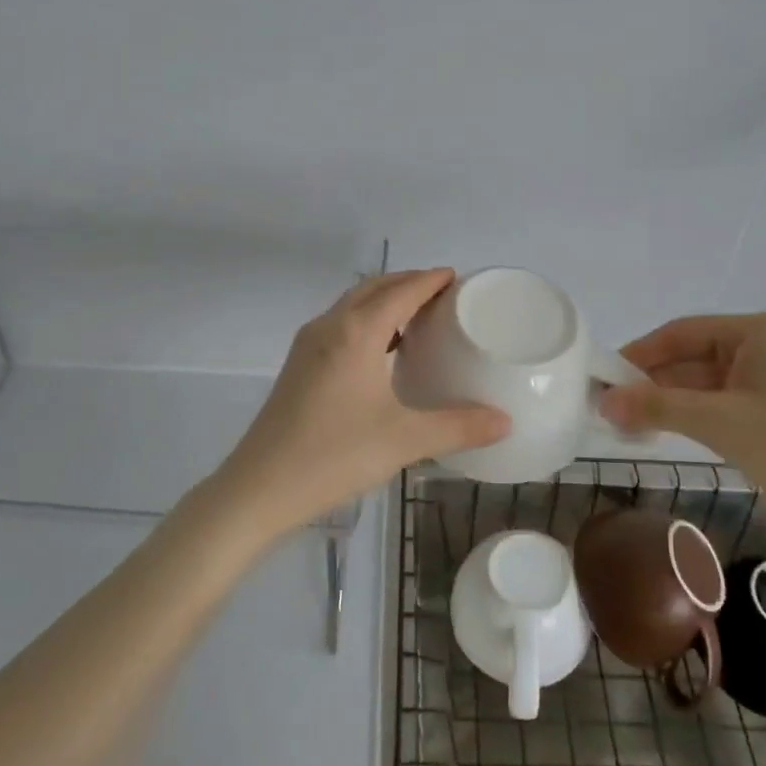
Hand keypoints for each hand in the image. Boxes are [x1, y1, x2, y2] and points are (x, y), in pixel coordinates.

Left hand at [215, 269, 508, 539]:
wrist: (259, 488)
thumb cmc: (334, 455)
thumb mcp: (404, 440)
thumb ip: (458, 427)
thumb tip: (505, 421)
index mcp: (356, 332)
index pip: (401, 290)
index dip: (430, 280)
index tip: (457, 278)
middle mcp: (329, 326)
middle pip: (374, 288)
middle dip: (408, 283)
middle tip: (444, 296)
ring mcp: (308, 345)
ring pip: (352, 306)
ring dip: (384, 301)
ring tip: (418, 318)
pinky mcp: (298, 366)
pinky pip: (339, 326)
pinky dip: (367, 322)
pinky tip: (382, 353)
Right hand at [600, 312, 765, 530]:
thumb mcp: (719, 424)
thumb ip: (657, 407)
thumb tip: (602, 401)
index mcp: (759, 331)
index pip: (682, 333)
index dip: (639, 354)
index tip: (605, 377)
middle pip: (694, 356)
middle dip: (653, 383)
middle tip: (612, 408)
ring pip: (707, 380)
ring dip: (672, 401)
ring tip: (630, 423)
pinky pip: (726, 397)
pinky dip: (697, 412)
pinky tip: (668, 429)